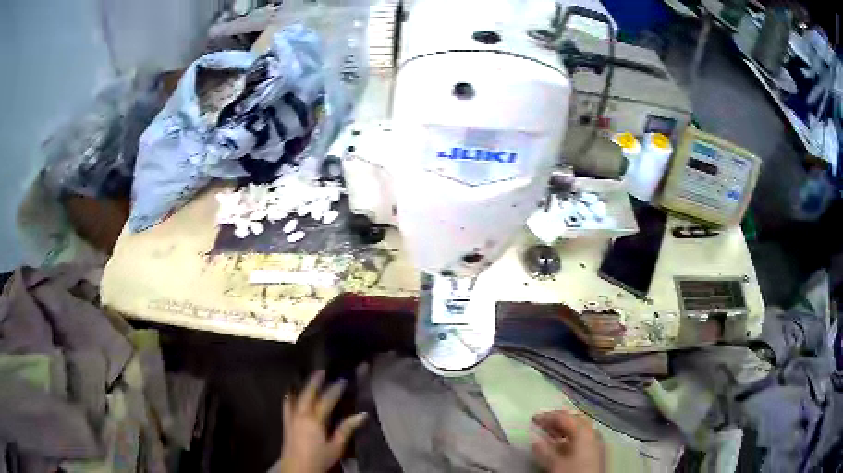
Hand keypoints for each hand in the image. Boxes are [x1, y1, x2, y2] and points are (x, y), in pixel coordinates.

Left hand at [279, 370, 367, 472]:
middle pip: (308, 393)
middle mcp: (301, 414)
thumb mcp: (336, 446)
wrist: (297, 468)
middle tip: (322, 370)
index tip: (343, 380)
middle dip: (315, 381)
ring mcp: (291, 417)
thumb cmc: (319, 458)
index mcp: (315, 420)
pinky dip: (290, 395)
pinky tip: (290, 391)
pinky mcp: (286, 422)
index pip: (327, 400)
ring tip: (306, 376)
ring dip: (302, 385)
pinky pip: (286, 404)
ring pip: (296, 396)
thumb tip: (362, 415)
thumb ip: (347, 429)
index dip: (335, 389)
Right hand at [532, 411, 604, 472]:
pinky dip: (571, 436)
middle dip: (558, 419)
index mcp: (583, 431)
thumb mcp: (554, 464)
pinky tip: (562, 445)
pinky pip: (583, 437)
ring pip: (580, 428)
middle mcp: (593, 432)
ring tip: (549, 433)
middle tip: (543, 423)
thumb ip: (544, 450)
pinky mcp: (596, 451)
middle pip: (575, 419)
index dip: (547, 416)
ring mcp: (596, 441)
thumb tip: (535, 439)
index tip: (533, 419)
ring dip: (564, 428)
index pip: (564, 417)